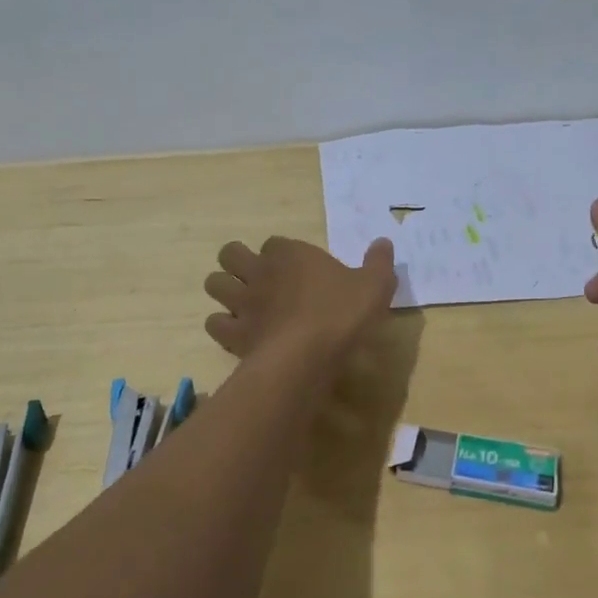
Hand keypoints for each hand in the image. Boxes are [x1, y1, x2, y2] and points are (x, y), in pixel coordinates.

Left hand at [204, 235, 395, 363]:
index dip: (281, 253)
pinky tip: (239, 334)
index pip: (275, 242)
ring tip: (241, 303)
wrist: (307, 355)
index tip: (296, 267)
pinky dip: (222, 326)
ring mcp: (242, 302)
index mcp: (291, 254)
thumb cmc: (342, 313)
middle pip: (231, 254)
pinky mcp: (233, 333)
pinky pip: (214, 322)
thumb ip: (379, 263)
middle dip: (237, 261)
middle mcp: (260, 272)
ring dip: (224, 289)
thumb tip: (383, 243)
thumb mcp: (375, 285)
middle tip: (257, 278)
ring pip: (214, 283)